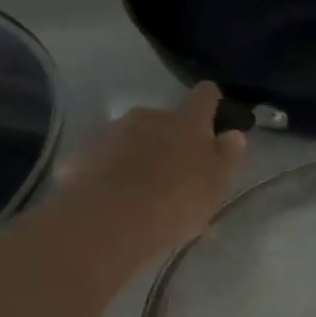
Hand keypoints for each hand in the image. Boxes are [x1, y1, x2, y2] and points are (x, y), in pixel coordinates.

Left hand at [54, 83, 246, 267]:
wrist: (109, 219)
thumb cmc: (176, 200)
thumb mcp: (214, 185)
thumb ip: (226, 157)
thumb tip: (233, 134)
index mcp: (186, 122)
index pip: (204, 96)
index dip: (210, 101)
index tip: (213, 112)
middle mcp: (148, 116)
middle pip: (164, 119)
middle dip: (170, 139)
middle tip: (174, 173)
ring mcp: (111, 132)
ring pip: (131, 138)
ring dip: (138, 155)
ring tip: (140, 191)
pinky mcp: (82, 154)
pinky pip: (103, 159)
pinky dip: (109, 171)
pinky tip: (112, 198)